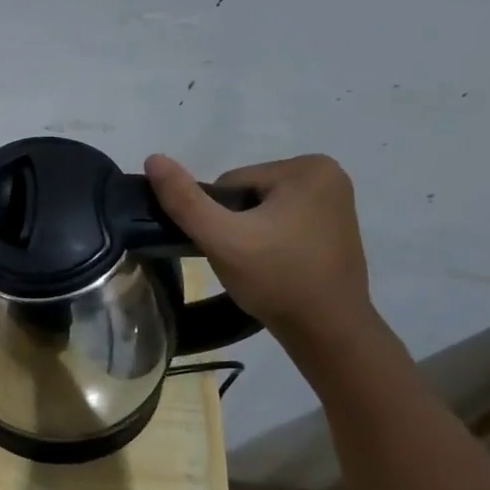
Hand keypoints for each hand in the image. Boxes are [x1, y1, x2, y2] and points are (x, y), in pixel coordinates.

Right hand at [144, 152, 372, 342]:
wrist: (327, 330)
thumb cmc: (277, 279)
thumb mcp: (222, 239)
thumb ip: (184, 200)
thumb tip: (153, 159)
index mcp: (307, 167)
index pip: (230, 183)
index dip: (218, 217)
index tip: (232, 248)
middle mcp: (328, 174)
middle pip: (247, 194)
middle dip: (236, 225)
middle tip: (243, 261)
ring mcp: (336, 200)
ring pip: (262, 210)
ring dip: (250, 235)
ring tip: (258, 267)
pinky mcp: (335, 225)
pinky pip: (283, 222)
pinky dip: (270, 242)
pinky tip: (275, 266)